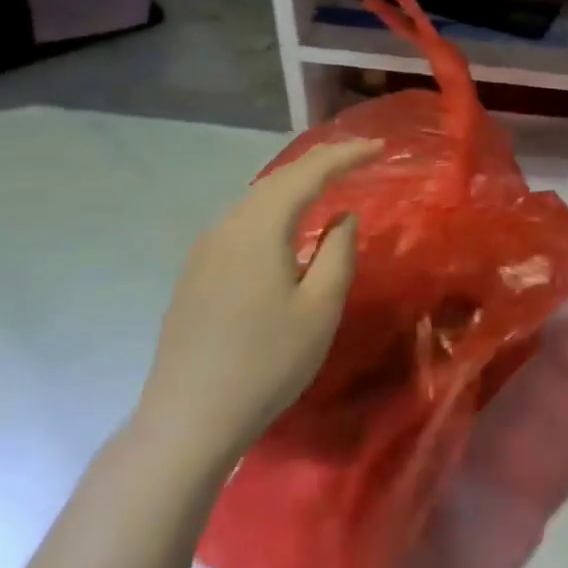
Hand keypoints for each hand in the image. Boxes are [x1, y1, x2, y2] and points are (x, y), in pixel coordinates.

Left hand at [138, 139, 381, 471]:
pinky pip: (243, 222)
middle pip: (278, 179)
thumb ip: (338, 253)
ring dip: (295, 185)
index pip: (308, 174)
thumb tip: (342, 218)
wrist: (188, 419)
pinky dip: (275, 208)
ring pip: (257, 199)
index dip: (345, 156)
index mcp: (258, 228)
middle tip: (358, 157)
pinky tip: (286, 225)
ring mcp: (204, 250)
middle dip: (320, 163)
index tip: (379, 148)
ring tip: (328, 182)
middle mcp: (226, 226)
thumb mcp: (320, 309)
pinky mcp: (196, 272)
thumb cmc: (266, 363)